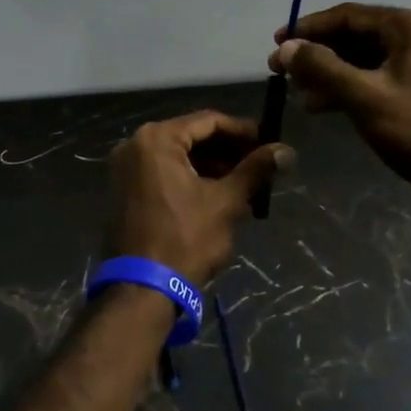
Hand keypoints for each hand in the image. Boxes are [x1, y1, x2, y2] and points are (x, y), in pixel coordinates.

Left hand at [106, 112, 292, 283]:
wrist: (142, 289)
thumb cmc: (185, 239)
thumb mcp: (225, 202)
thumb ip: (255, 170)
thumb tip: (286, 151)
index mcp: (156, 139)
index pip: (209, 121)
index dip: (243, 131)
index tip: (269, 143)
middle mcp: (134, 145)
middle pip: (192, 137)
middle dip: (228, 151)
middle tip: (260, 165)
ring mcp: (124, 169)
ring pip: (178, 157)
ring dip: (211, 167)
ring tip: (245, 184)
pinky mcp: (123, 191)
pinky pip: (162, 173)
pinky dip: (190, 179)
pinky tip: (218, 195)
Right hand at [270, 4, 410, 215]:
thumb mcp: (364, 96)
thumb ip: (322, 67)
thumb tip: (285, 47)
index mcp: (409, 27)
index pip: (347, 16)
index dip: (308, 28)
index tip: (276, 43)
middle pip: (353, 36)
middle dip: (315, 53)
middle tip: (279, 70)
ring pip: (360, 61)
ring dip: (327, 73)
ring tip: (295, 92)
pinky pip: (372, 80)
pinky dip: (345, 89)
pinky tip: (318, 105)